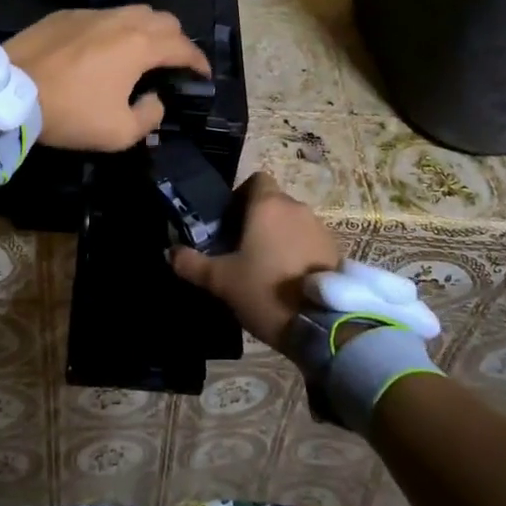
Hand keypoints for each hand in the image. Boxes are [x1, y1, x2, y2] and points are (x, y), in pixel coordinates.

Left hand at [3, 6, 208, 151]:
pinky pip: (102, 15)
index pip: (183, 46)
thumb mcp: (118, 133)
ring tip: (142, 51)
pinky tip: (103, 48)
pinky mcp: (65, 14)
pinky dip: (115, 29)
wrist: (10, 91)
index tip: (203, 75)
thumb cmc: (70, 112)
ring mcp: (91, 13)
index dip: (198, 61)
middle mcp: (121, 20)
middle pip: (163, 19)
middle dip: (177, 39)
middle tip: (174, 62)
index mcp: (140, 45)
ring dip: (147, 29)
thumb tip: (154, 99)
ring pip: (133, 11)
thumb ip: (149, 116)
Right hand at [168, 173, 338, 349]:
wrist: (323, 325)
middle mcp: (296, 208)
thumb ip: (192, 264)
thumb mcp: (221, 281)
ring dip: (279, 236)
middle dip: (257, 220)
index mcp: (268, 205)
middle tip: (241, 249)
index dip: (240, 196)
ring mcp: (320, 228)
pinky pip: (309, 241)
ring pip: (292, 222)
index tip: (229, 223)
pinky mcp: (336, 250)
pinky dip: (298, 252)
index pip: (256, 180)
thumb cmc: (266, 291)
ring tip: (265, 268)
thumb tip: (169, 252)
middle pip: (273, 202)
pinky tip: (288, 280)